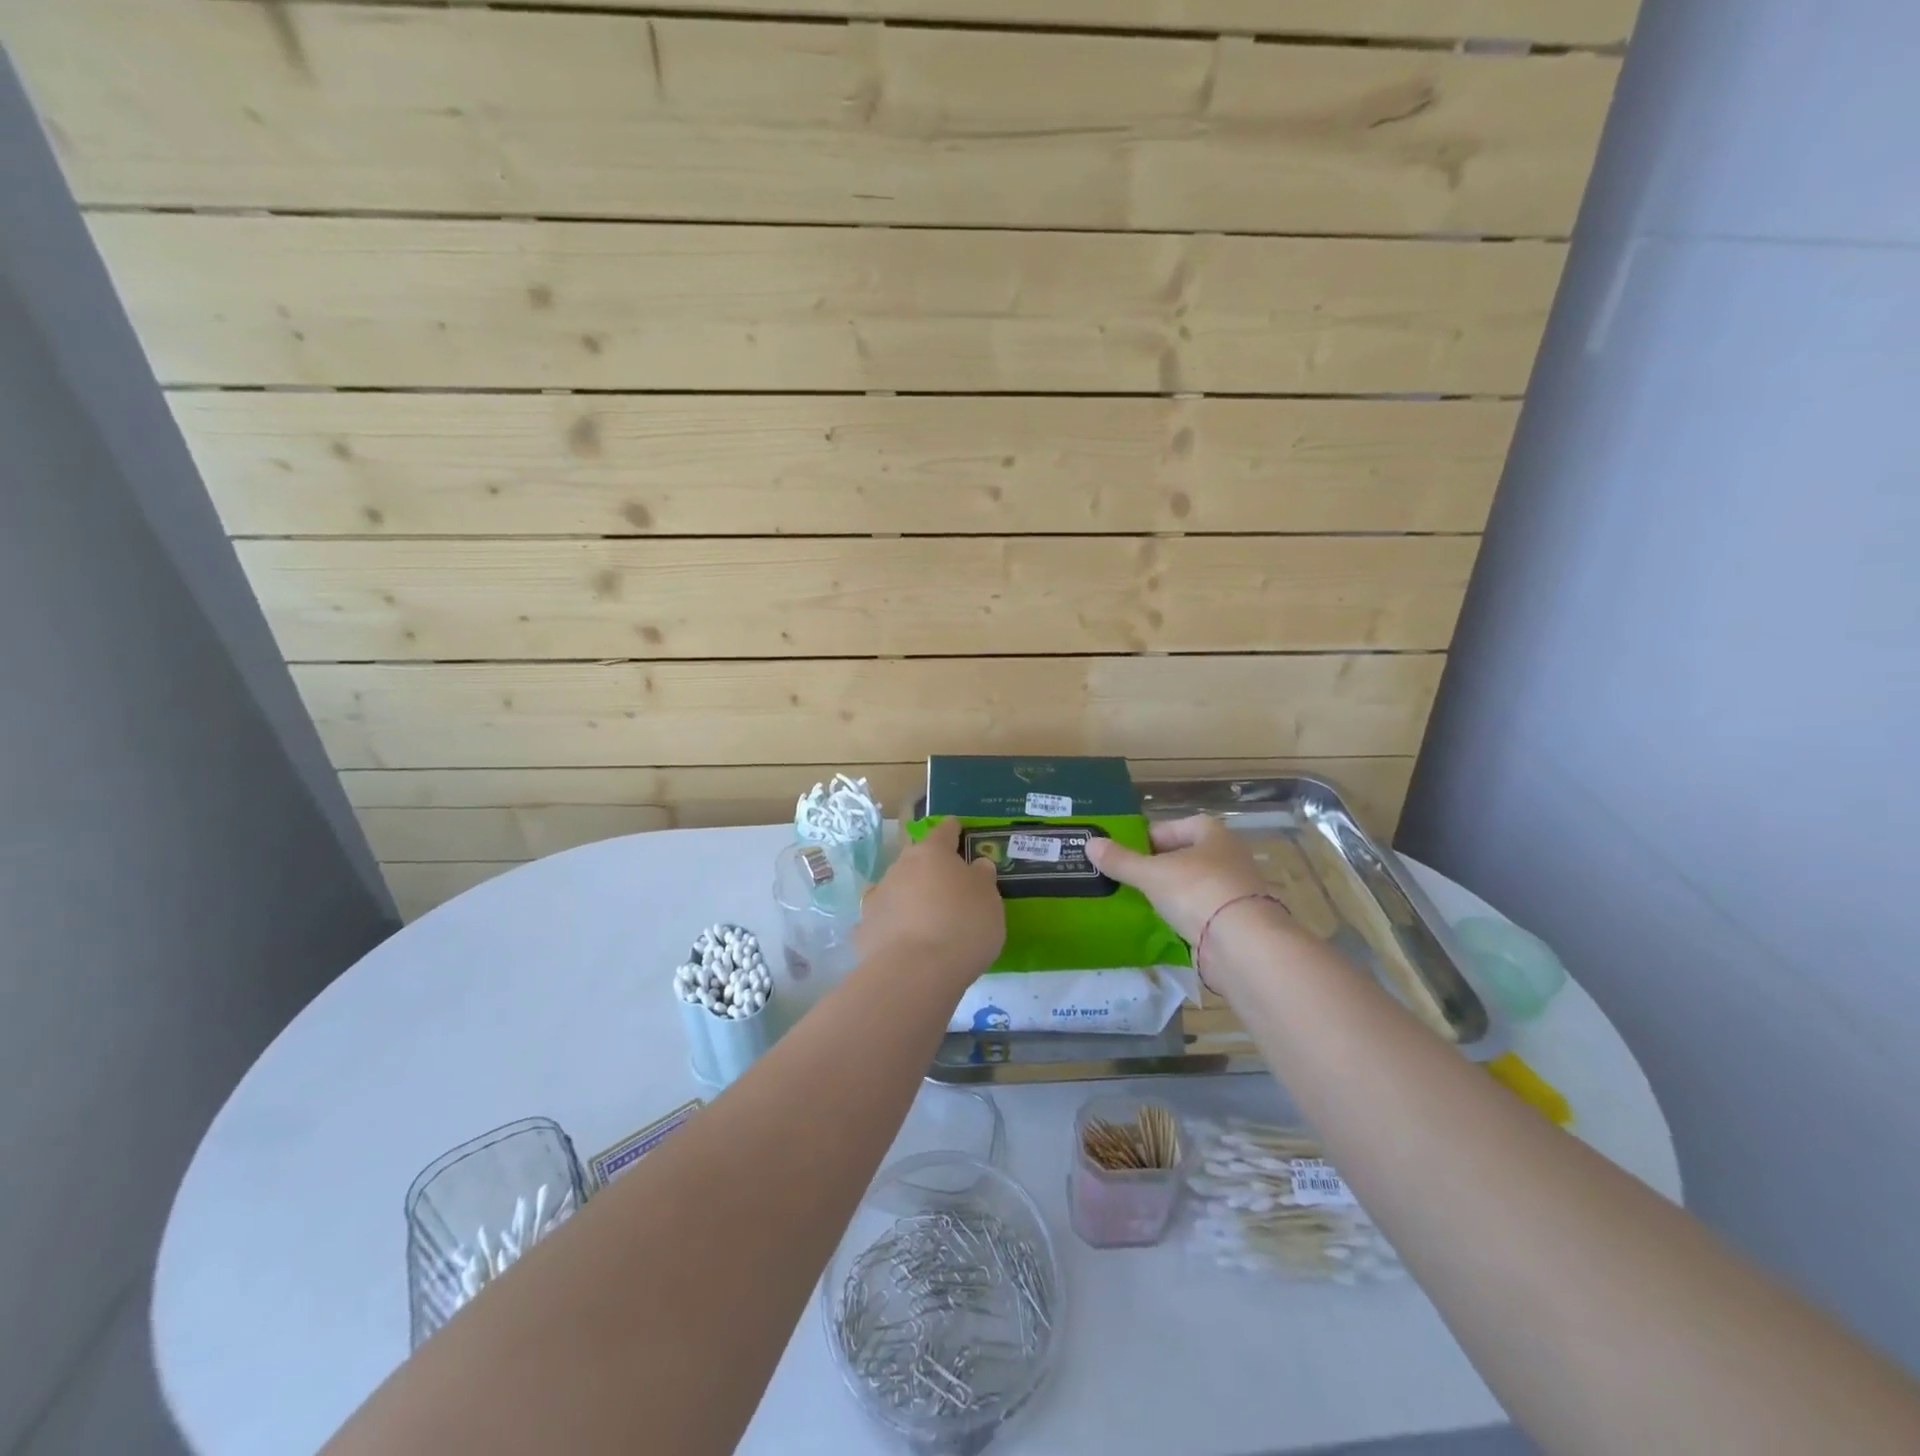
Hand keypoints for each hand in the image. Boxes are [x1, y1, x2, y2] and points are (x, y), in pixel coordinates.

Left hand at [859, 818, 1004, 981]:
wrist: (915, 973)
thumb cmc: (963, 926)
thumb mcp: (990, 901)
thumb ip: (982, 879)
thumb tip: (976, 866)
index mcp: (932, 852)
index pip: (944, 831)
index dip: (953, 830)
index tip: (958, 830)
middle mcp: (900, 867)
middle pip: (916, 860)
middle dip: (930, 869)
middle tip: (948, 886)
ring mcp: (877, 897)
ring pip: (897, 889)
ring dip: (909, 897)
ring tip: (926, 919)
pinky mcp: (863, 930)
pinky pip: (884, 921)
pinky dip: (893, 927)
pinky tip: (902, 943)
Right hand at [1085, 814, 1274, 944]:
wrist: (1244, 944)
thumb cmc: (1197, 891)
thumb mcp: (1151, 874)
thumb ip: (1121, 860)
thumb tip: (1089, 843)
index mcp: (1213, 833)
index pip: (1174, 826)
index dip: (1148, 837)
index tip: (1126, 853)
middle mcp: (1228, 856)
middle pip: (1185, 855)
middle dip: (1158, 866)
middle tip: (1128, 878)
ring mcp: (1235, 889)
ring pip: (1193, 885)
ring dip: (1171, 892)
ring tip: (1140, 902)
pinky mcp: (1236, 921)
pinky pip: (1201, 911)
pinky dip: (1184, 916)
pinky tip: (1163, 925)